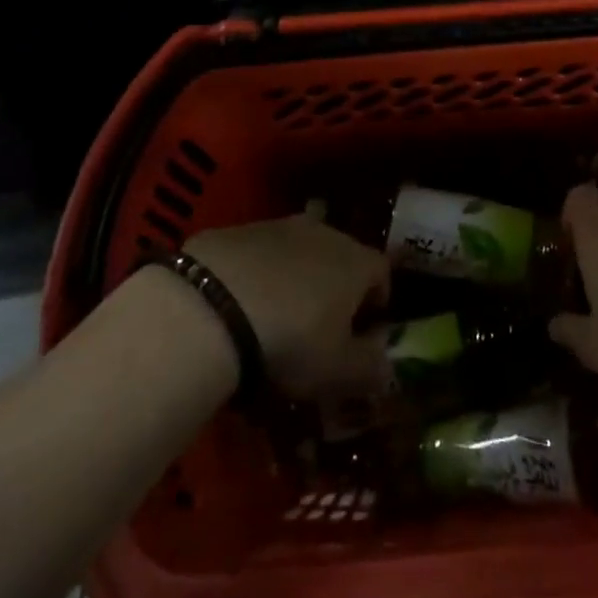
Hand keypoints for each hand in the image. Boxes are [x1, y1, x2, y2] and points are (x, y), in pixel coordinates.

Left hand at [185, 215, 390, 401]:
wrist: (209, 307)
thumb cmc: (290, 340)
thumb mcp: (338, 371)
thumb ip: (370, 368)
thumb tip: (388, 366)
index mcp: (356, 262)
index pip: (382, 272)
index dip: (377, 300)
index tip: (364, 329)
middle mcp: (324, 233)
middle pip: (340, 255)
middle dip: (336, 284)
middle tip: (320, 323)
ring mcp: (277, 226)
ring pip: (298, 250)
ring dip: (295, 275)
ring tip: (276, 313)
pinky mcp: (236, 230)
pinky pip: (258, 252)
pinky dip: (257, 272)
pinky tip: (238, 303)